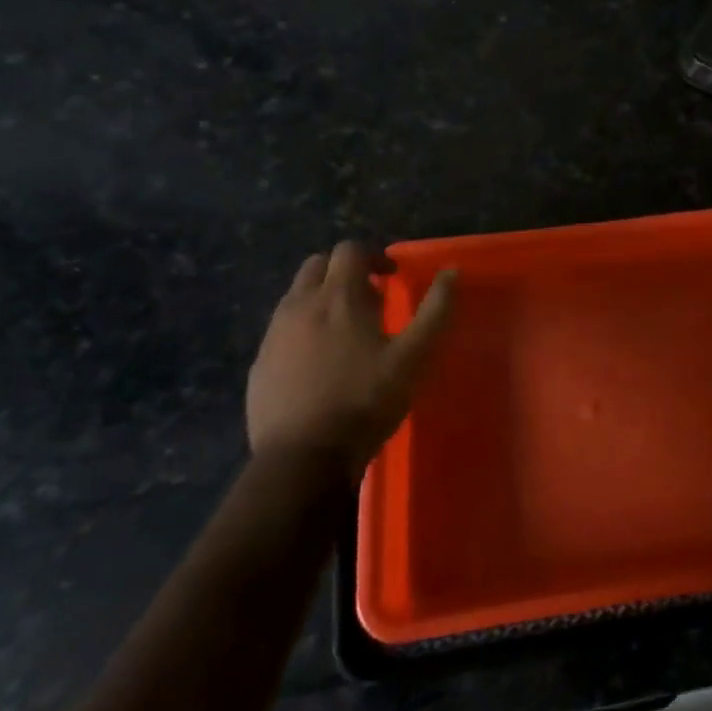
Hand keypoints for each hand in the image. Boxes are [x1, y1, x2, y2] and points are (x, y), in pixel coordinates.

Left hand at [246, 241, 455, 477]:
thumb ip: (435, 310)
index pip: (350, 250)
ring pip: (296, 296)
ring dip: (321, 299)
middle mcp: (300, 305)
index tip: (391, 279)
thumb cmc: (365, 401)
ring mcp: (274, 335)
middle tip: (368, 300)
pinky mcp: (259, 364)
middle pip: (317, 265)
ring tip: (345, 331)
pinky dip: (302, 330)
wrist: (303, 460)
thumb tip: (452, 272)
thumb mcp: (414, 357)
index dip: (373, 258)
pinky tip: (319, 363)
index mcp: (338, 297)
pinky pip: (281, 330)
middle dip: (343, 272)